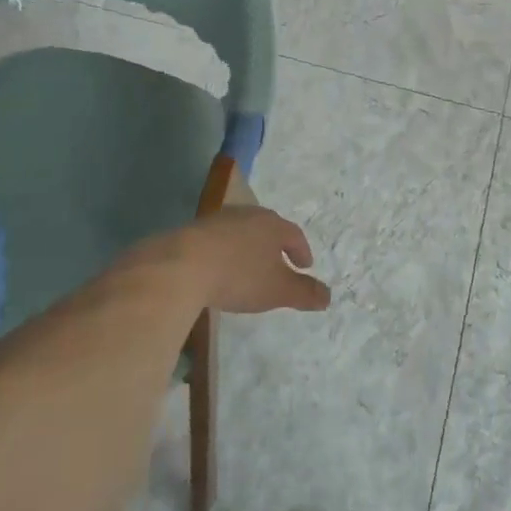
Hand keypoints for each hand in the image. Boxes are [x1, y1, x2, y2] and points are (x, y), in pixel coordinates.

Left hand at [125, 206, 329, 315]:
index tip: (305, 265)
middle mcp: (248, 215)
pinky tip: (221, 267)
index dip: (301, 251)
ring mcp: (219, 219)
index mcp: (272, 225)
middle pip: (268, 227)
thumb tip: (328, 296)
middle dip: (276, 245)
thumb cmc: (239, 275)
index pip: (294, 234)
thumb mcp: (278, 290)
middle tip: (280, 262)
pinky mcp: (194, 230)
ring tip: (249, 266)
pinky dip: (227, 251)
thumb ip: (304, 292)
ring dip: (249, 247)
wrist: (182, 265)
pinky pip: (219, 239)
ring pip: (242, 231)